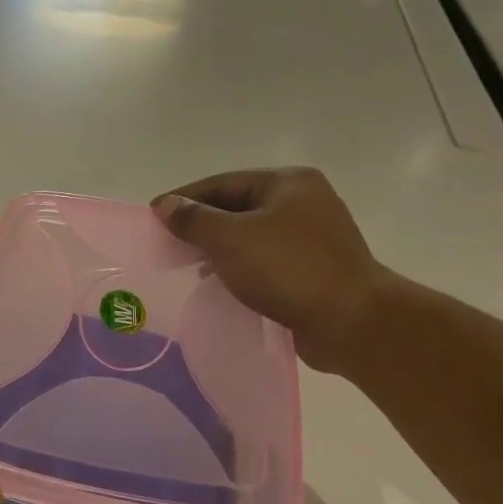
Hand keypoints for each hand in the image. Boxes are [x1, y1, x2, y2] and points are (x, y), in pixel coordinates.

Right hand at [151, 167, 392, 372]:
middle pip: (236, 207)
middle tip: (166, 243)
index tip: (153, 215)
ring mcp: (311, 236)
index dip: (184, 198)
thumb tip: (165, 205)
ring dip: (217, 248)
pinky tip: (220, 282)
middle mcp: (303, 202)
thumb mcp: (230, 239)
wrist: (350, 320)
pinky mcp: (312, 268)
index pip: (221, 183)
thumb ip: (193, 219)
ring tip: (187, 266)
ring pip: (250, 235)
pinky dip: (238, 266)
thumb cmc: (288, 269)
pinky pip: (264, 260)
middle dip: (200, 225)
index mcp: (287, 183)